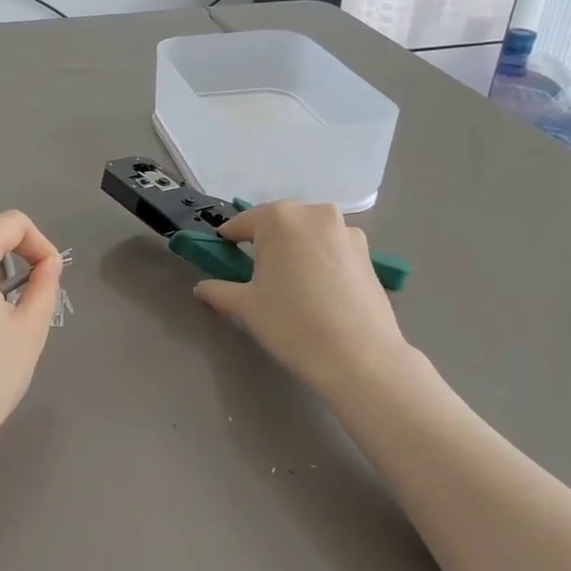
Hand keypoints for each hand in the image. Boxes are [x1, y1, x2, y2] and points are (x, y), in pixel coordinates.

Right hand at [193, 201, 411, 397]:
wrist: (359, 356)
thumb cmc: (291, 323)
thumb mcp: (244, 306)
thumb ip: (218, 290)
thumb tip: (202, 288)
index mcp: (279, 218)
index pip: (242, 223)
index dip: (228, 241)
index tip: (221, 257)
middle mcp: (314, 213)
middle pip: (278, 223)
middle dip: (264, 243)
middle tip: (256, 275)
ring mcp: (346, 231)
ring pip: (308, 234)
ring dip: (294, 250)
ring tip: (290, 284)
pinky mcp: (368, 253)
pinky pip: (331, 249)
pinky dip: (319, 261)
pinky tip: (317, 291)